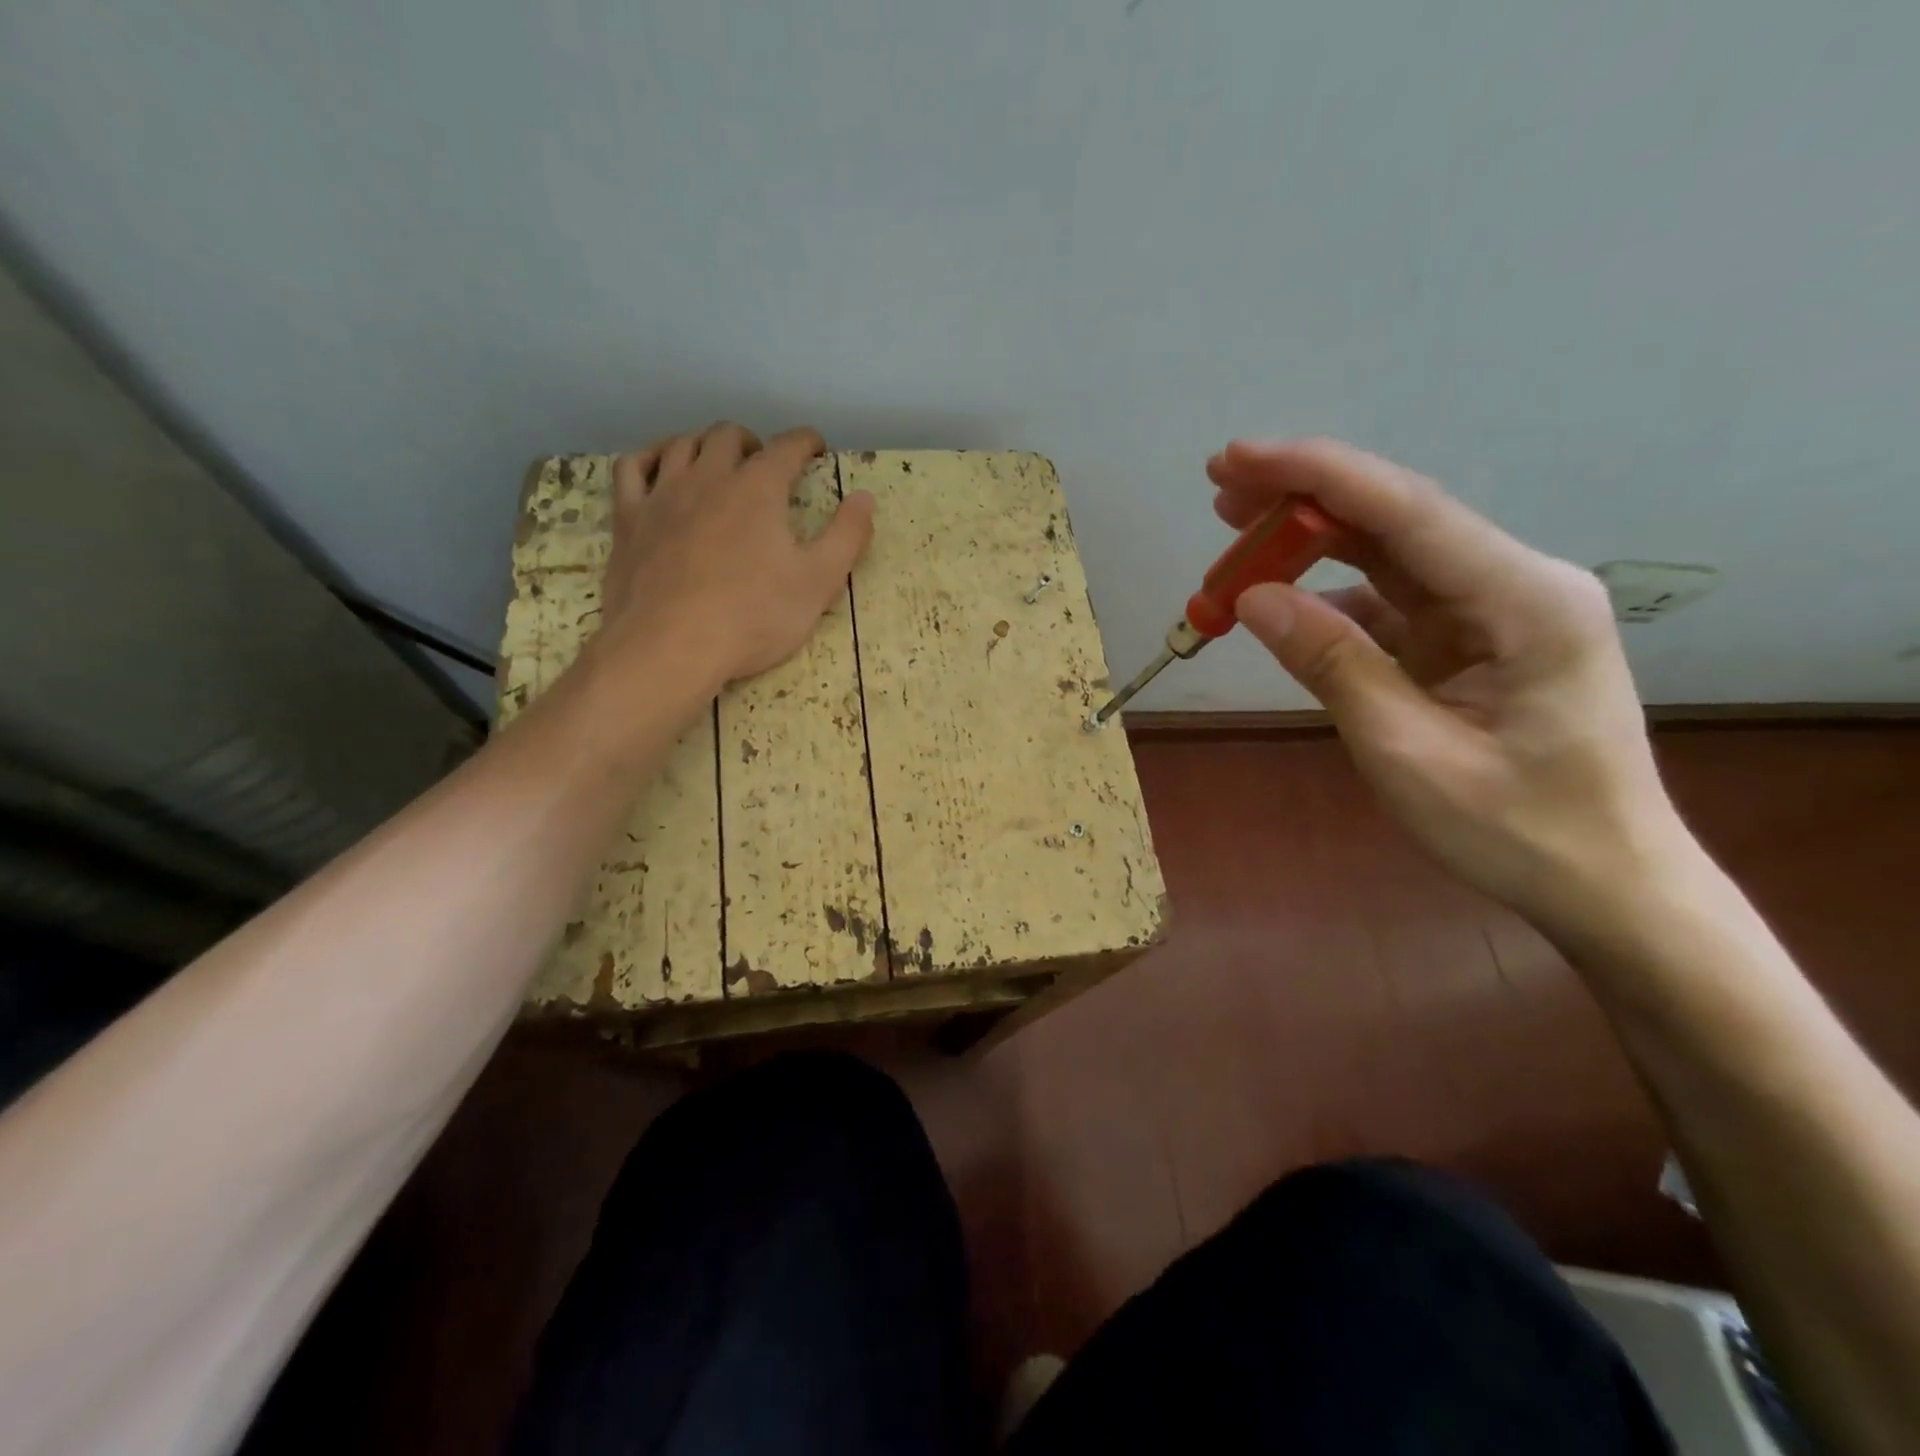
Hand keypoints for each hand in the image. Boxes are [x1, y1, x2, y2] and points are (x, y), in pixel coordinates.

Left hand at [594, 422, 874, 689]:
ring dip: (704, 445)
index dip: (806, 443)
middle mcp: (708, 477)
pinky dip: (650, 459)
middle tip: (766, 464)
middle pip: (728, 436)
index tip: (816, 448)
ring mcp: (662, 495)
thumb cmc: (753, 617)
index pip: (787, 447)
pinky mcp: (628, 519)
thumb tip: (865, 496)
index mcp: (758, 488)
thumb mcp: (818, 583)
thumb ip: (847, 536)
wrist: (671, 646)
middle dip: (753, 442)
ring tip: (717, 463)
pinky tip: (660, 469)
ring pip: (681, 445)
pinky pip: (632, 469)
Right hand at [1209, 437, 1685, 934]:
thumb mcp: (1406, 752)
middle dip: (1305, 500)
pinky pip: (1389, 602)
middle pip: (1395, 520)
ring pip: (1387, 556)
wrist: (1604, 884)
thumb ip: (1333, 664)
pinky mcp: (1470, 639)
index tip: (1236, 458)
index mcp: (1525, 600)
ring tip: (1233, 542)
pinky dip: (1328, 600)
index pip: (1406, 513)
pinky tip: (1282, 605)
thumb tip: (1254, 598)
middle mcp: (1515, 584)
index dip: (1315, 476)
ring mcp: (1492, 610)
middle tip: (1221, 488)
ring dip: (1309, 546)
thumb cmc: (1518, 829)